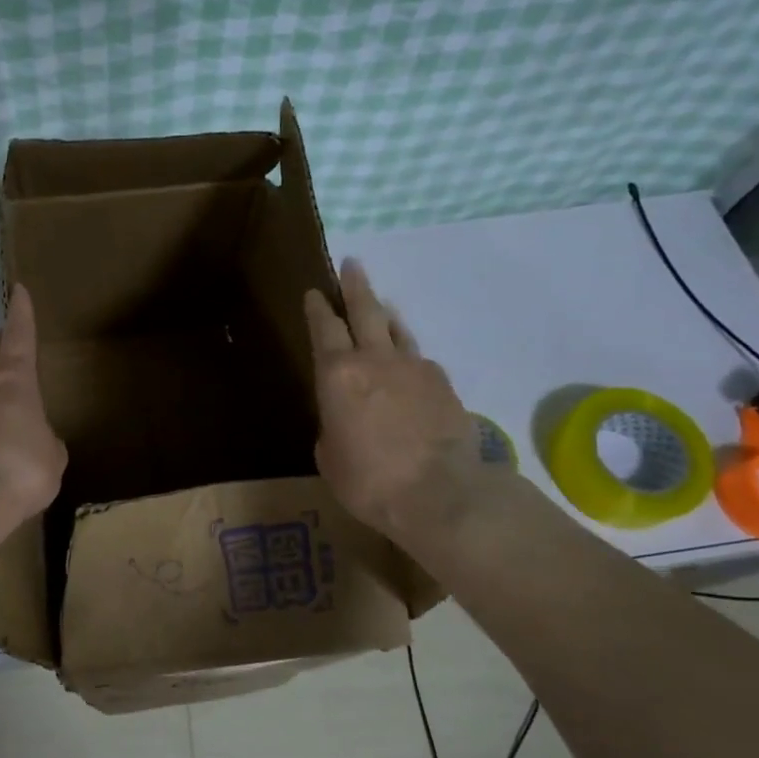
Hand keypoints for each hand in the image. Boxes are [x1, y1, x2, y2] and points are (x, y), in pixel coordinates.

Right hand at [304, 260, 485, 541]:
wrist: (440, 493)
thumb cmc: (368, 480)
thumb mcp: (330, 456)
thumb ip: (333, 426)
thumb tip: (343, 419)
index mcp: (337, 375)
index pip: (324, 329)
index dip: (318, 309)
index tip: (314, 292)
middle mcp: (375, 360)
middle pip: (365, 311)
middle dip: (355, 286)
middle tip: (352, 264)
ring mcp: (414, 369)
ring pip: (397, 330)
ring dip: (385, 314)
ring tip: (381, 305)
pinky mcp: (444, 384)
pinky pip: (420, 361)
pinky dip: (409, 358)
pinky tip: (409, 369)